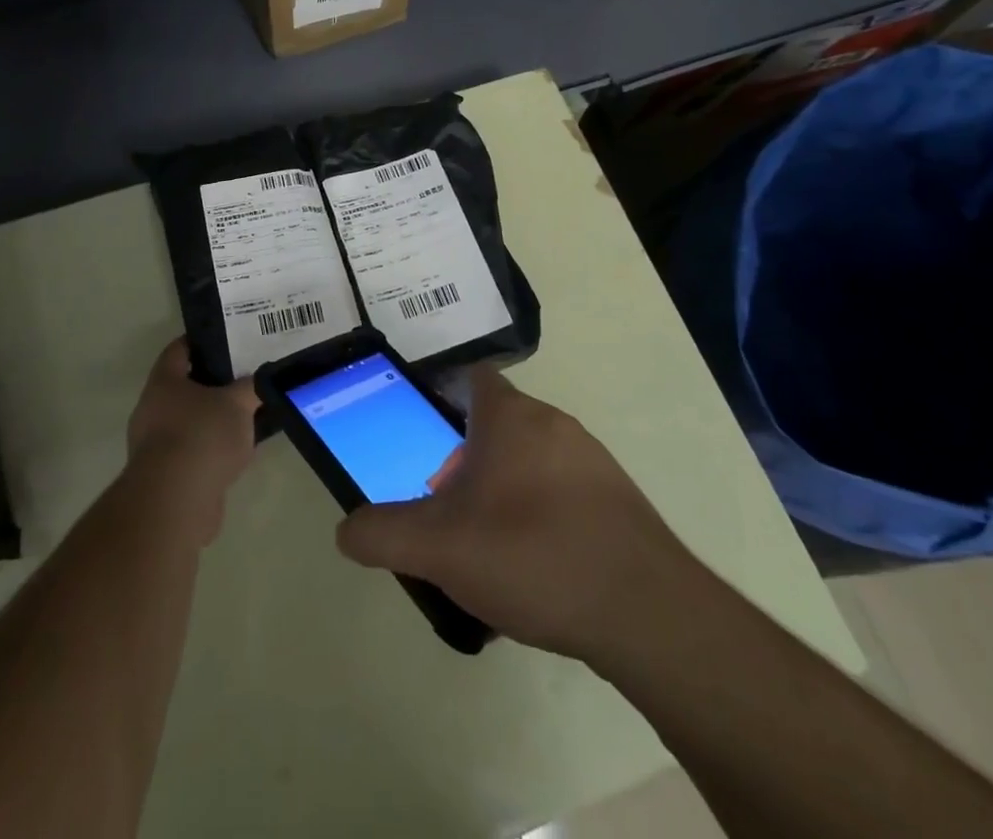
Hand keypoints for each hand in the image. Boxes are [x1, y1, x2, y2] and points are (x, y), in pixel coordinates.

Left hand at [125, 339, 259, 545]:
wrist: (175, 501)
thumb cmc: (202, 435)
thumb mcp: (238, 403)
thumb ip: (251, 387)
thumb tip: (260, 379)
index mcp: (164, 382)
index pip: (178, 349)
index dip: (200, 342)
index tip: (225, 340)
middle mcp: (151, 409)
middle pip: (183, 388)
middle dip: (211, 385)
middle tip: (242, 380)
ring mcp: (154, 446)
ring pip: (188, 423)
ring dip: (211, 422)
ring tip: (245, 419)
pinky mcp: (164, 477)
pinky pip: (191, 454)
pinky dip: (210, 453)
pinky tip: (236, 456)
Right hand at [336, 367, 692, 664]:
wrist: (647, 613)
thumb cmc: (533, 554)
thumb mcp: (439, 548)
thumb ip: (382, 534)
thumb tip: (346, 530)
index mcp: (511, 416)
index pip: (472, 378)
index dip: (441, 399)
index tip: (422, 439)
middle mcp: (554, 424)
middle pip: (496, 425)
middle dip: (465, 461)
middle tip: (445, 510)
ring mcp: (593, 462)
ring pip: (530, 461)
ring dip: (503, 491)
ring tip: (485, 548)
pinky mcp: (619, 502)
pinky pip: (563, 494)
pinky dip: (541, 517)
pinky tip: (535, 571)